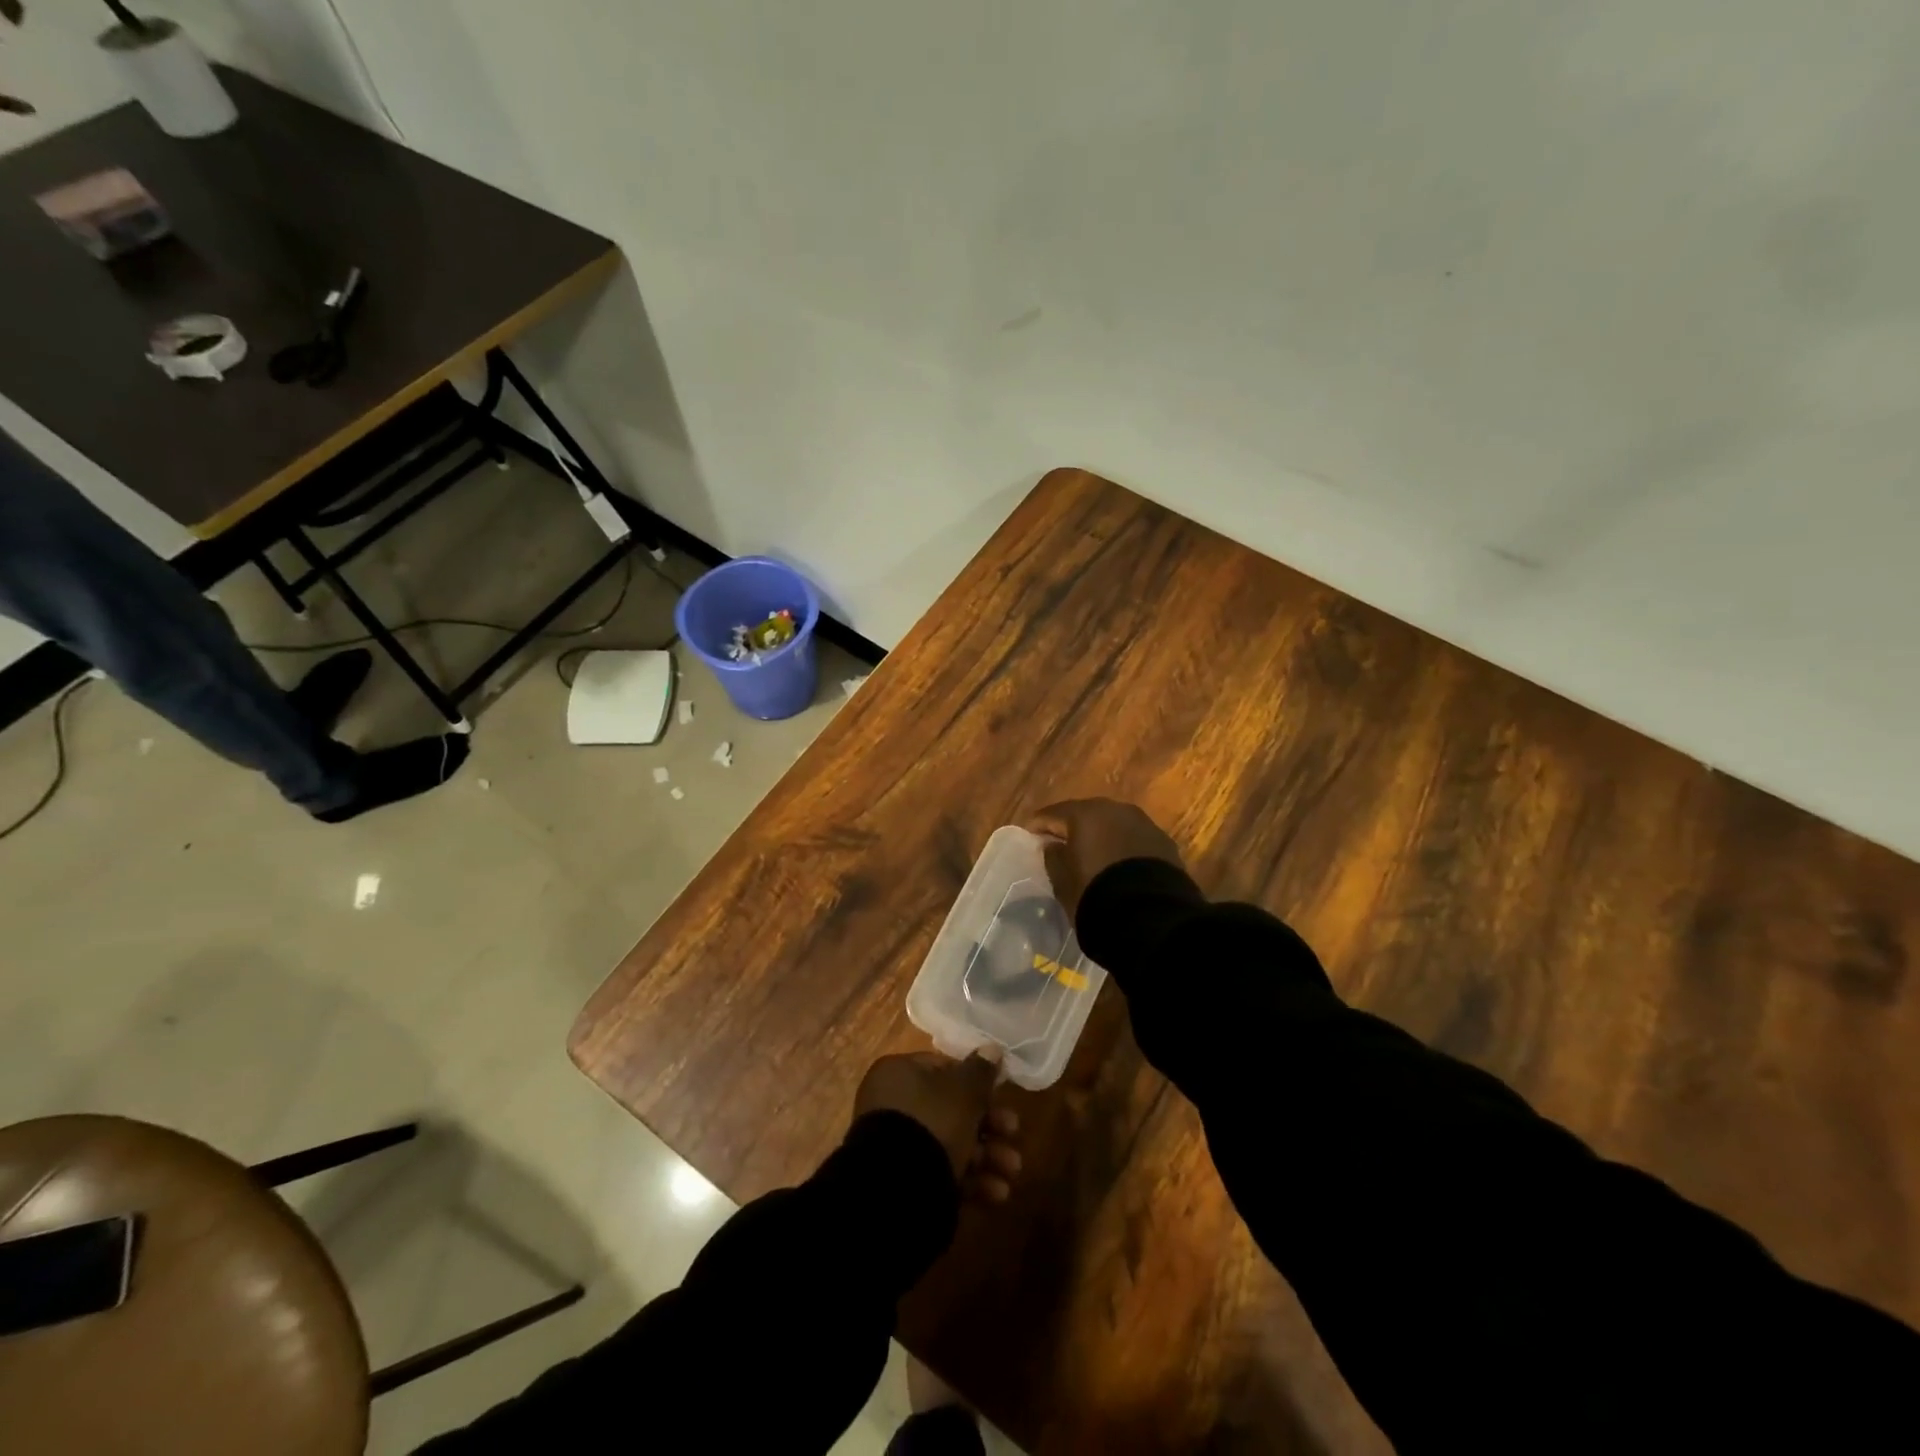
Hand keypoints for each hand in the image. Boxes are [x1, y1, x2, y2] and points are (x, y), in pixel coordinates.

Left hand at [855, 1052, 1021, 1200]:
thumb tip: (992, 1048)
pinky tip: (997, 1193)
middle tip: (1014, 1133)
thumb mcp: (964, 1091)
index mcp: (900, 1073)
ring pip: (950, 1144)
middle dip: (989, 1125)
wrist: (898, 1189)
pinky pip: (941, 1173)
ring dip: (987, 1157)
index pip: (944, 1068)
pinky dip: (970, 1181)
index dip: (977, 1081)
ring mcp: (896, 1146)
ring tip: (1012, 1171)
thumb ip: (981, 1071)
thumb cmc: (933, 1122)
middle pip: (951, 1109)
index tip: (1002, 1095)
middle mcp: (893, 1104)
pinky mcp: (904, 1182)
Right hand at [1026, 798, 1183, 917]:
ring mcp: (1144, 824)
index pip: (1053, 814)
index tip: (1029, 836)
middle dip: (1072, 827)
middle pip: (1086, 814)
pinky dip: (1122, 847)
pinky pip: (1134, 840)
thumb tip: (1053, 845)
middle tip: (1060, 842)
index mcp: (1085, 814)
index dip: (1039, 825)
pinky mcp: (1164, 843)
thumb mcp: (1062, 881)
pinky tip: (1118, 864)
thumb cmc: (1095, 895)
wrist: (1150, 917)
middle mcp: (1115, 810)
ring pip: (1113, 825)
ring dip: (1101, 836)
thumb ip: (1053, 858)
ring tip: (1092, 854)